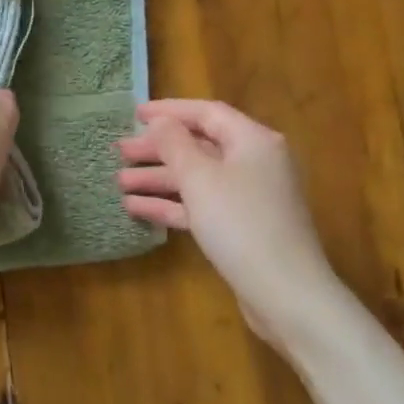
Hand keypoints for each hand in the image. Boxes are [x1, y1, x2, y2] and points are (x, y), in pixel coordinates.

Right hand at [119, 99, 336, 339]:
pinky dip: (171, 204)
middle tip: (119, 150)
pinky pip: (201, 206)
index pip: (207, 113)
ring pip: (197, 179)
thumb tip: (161, 121)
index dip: (169, 110)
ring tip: (119, 181)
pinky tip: (136, 208)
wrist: (284, 293)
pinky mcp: (241, 228)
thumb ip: (175, 145)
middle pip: (199, 146)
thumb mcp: (200, 179)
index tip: (134, 114)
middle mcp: (254, 163)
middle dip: (157, 149)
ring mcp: (249, 197)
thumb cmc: (241, 224)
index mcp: (253, 141)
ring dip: (158, 178)